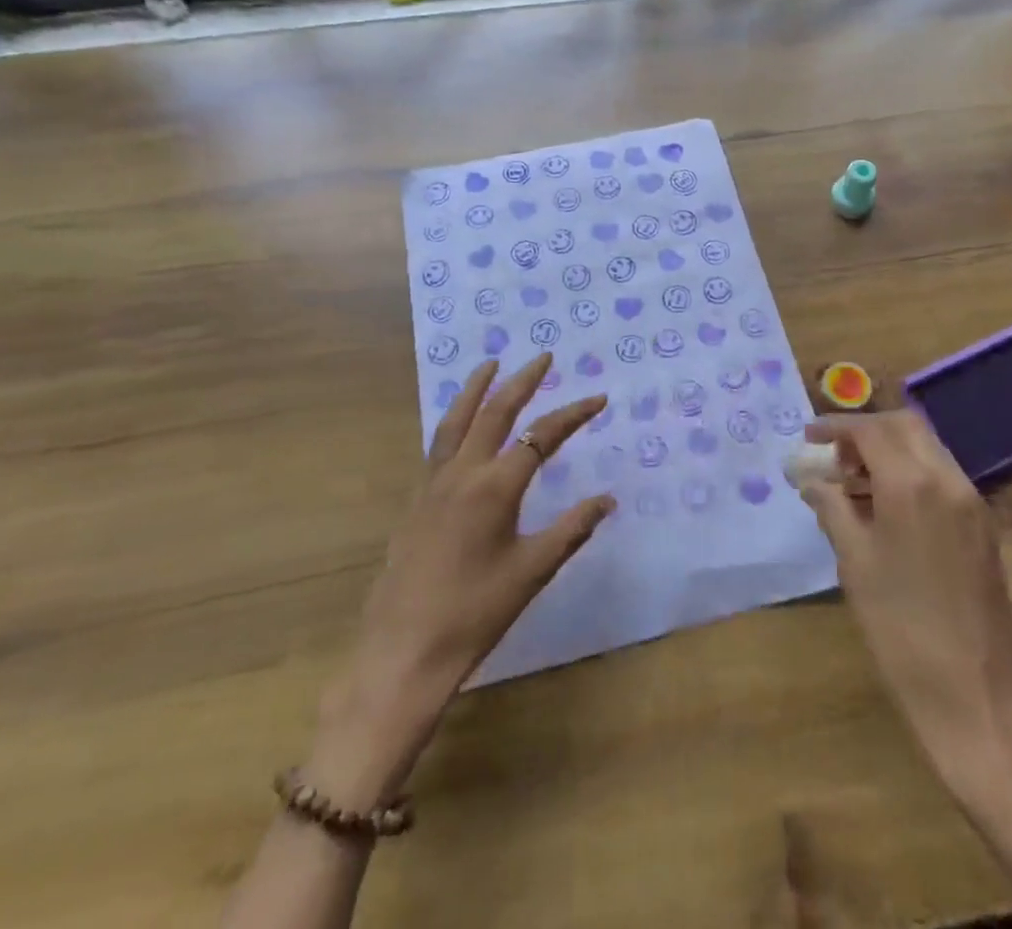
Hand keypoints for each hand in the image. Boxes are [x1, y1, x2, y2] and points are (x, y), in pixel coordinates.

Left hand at [310, 354, 612, 802]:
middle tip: (544, 358)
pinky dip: (455, 420)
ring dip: (476, 389)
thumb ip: (572, 530)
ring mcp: (432, 484)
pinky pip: (438, 444)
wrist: (403, 653)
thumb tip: (607, 500)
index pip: (542, 436)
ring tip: (491, 365)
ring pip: (456, 421)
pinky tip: (461, 424)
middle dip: (522, 381)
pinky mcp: (416, 500)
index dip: (573, 414)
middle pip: (494, 412)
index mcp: (495, 487)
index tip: (599, 398)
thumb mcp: (532, 572)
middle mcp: (462, 473)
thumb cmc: (475, 614)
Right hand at [796, 410, 1011, 787]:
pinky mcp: (983, 528)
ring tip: (853, 484)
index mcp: (912, 485)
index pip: (871, 430)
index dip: (836, 427)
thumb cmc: (902, 630)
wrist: (977, 700)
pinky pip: (942, 478)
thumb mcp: (855, 563)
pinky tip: (886, 508)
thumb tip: (812, 479)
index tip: (809, 438)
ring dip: (889, 451)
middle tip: (834, 457)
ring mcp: (972, 504)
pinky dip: (911, 474)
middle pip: (905, 427)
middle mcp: (948, 481)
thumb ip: (832, 507)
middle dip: (866, 432)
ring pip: (927, 449)